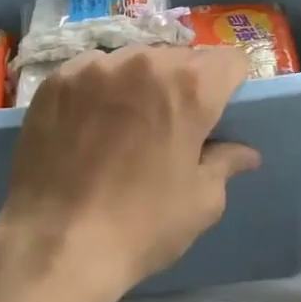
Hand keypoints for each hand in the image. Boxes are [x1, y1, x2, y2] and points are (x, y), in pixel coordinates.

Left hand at [0, 45, 260, 301]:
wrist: (55, 243)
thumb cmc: (141, 225)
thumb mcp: (201, 202)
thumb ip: (225, 163)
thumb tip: (245, 152)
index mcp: (190, 87)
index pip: (229, 60)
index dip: (230, 83)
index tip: (220, 108)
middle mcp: (144, 62)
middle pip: (179, 58)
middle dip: (184, 83)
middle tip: (173, 123)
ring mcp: (95, 66)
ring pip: (133, 60)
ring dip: (141, 81)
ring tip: (127, 120)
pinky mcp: (57, 79)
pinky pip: (92, 70)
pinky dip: (100, 88)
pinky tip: (89, 122)